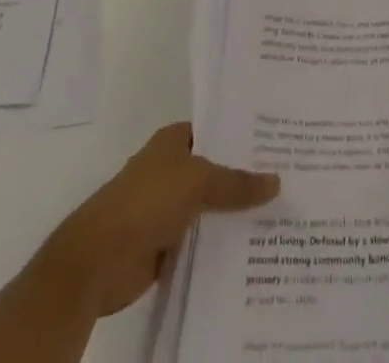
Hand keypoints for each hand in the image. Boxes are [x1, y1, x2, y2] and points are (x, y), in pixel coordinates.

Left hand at [35, 120, 280, 315]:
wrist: (101, 257)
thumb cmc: (147, 200)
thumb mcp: (198, 180)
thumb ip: (236, 182)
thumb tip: (276, 181)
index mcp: (173, 141)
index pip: (215, 130)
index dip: (242, 135)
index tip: (276, 141)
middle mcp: (171, 169)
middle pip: (215, 169)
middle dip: (244, 176)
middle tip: (288, 178)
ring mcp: (167, 208)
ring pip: (210, 207)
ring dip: (235, 214)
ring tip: (280, 215)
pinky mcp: (166, 245)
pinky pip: (202, 241)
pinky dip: (221, 245)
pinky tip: (252, 249)